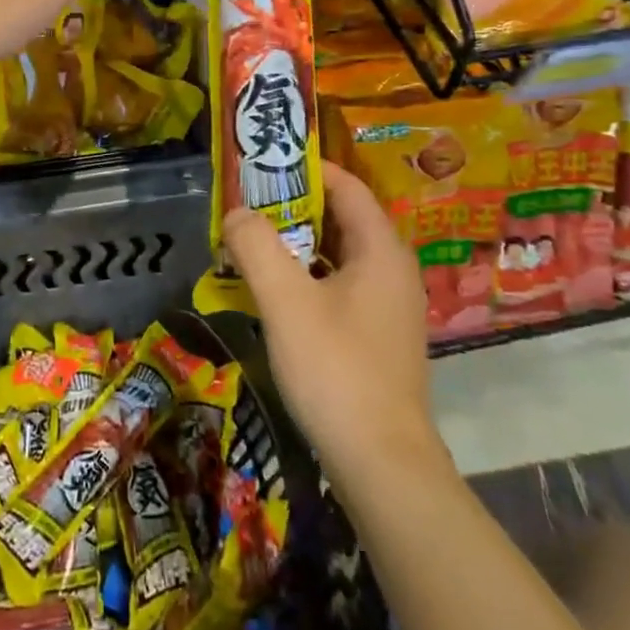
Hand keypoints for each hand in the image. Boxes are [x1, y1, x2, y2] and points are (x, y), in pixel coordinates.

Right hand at [223, 161, 447, 485]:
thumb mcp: (286, 301)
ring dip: (295, 245)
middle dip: (292, 207)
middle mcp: (391, 270)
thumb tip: (237, 213)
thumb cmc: (336, 370)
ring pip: (337, 255)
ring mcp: (388, 306)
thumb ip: (256, 247)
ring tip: (250, 244)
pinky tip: (272, 293)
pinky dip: (306, 278)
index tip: (262, 165)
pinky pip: (339, 286)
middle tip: (246, 206)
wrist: (382, 464)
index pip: (346, 187)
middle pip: (341, 219)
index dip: (306, 169)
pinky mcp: (378, 336)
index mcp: (380, 250)